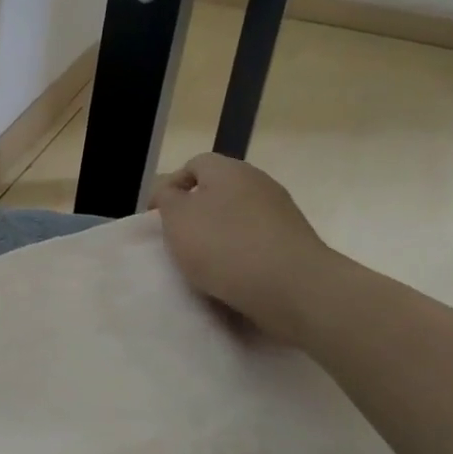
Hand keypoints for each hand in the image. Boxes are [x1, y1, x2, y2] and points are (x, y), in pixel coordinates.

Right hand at [149, 153, 336, 345]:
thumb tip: (173, 193)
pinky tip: (232, 278)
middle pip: (217, 192)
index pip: (194, 165)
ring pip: (237, 219)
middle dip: (196, 214)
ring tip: (204, 265)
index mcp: (229, 170)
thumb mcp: (177, 218)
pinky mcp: (295, 243)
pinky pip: (257, 243)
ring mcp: (282, 213)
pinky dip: (241, 256)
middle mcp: (259, 183)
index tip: (158, 218)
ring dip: (219, 237)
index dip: (171, 187)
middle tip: (179, 241)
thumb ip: (167, 199)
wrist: (295, 288)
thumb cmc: (224, 245)